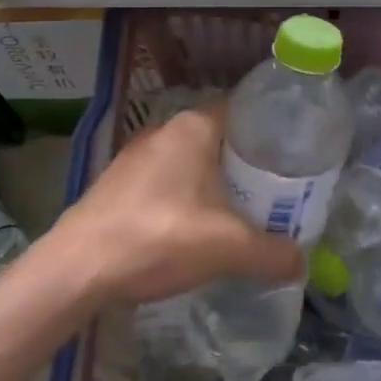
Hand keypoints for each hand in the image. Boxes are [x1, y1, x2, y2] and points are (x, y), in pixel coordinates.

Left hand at [48, 103, 300, 305]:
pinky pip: (165, 181)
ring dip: (213, 183)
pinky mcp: (116, 183)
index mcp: (194, 127)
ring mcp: (135, 156)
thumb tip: (303, 263)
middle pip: (219, 139)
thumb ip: (274, 254)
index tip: (293, 155)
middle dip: (246, 164)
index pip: (244, 112)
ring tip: (240, 212)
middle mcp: (164, 130)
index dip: (271, 131)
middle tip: (275, 192)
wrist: (77, 268)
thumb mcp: (229, 248)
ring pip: (190, 162)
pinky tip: (193, 228)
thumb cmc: (160, 237)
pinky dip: (185, 197)